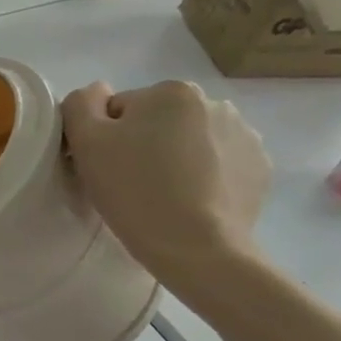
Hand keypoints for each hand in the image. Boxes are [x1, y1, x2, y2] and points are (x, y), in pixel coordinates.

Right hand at [60, 80, 270, 300]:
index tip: (107, 168)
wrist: (197, 249)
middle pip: (158, 122)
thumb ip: (81, 104)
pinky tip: (191, 201)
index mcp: (172, 92)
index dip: (106, 138)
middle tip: (131, 182)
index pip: (120, 109)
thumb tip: (96, 93)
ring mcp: (246, 136)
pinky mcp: (260, 169)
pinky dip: (203, 176)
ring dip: (175, 158)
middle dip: (144, 144)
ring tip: (163, 194)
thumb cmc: (135, 190)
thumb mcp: (86, 141)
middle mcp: (215, 103)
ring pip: (189, 141)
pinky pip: (218, 163)